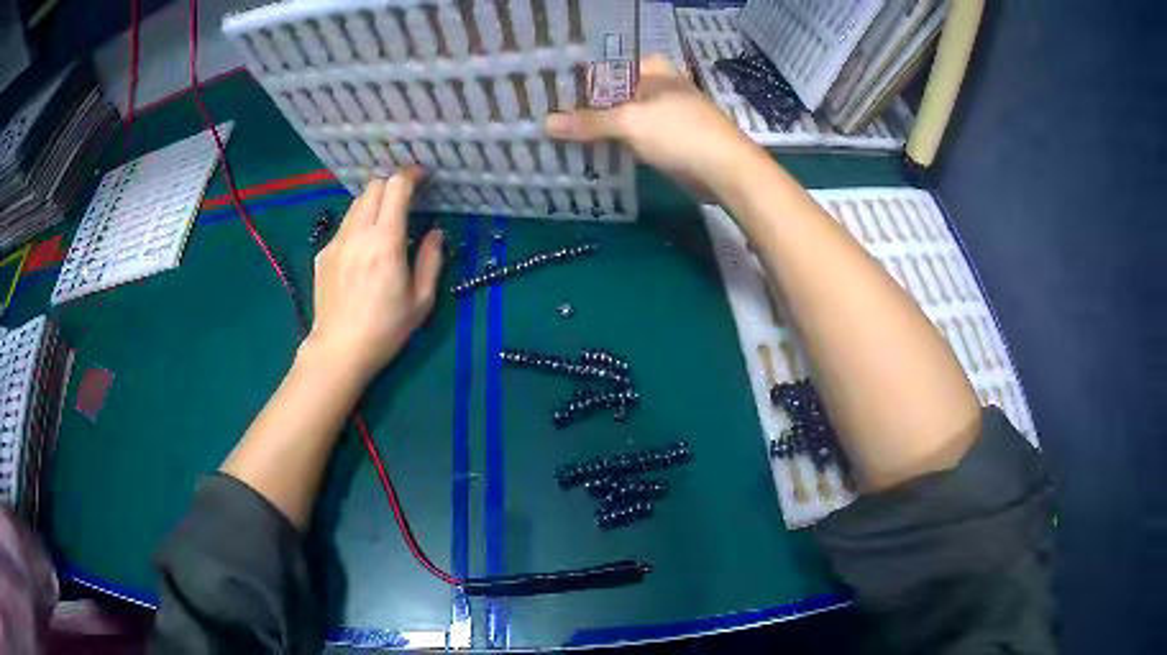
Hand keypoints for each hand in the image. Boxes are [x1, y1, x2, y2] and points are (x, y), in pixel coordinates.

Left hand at [304, 168, 442, 382]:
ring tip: (385, 220)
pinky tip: (363, 249)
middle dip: (392, 184)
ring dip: (374, 202)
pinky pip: (344, 227)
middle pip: (372, 187)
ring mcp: (336, 242)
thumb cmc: (386, 329)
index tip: (423, 176)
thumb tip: (434, 233)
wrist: (339, 350)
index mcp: (385, 241)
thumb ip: (431, 260)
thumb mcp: (421, 299)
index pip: (396, 187)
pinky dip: (358, 225)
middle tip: (407, 197)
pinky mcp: (323, 254)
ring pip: (355, 204)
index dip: (411, 175)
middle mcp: (357, 233)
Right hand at [545, 55, 764, 197]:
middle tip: (545, 115)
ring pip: (620, 116)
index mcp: (652, 68)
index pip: (604, 67)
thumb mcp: (629, 122)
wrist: (727, 171)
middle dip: (582, 106)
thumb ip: (587, 122)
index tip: (545, 93)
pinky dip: (613, 142)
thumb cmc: (680, 133)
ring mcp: (663, 113)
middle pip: (611, 92)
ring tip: (557, 134)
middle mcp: (657, 85)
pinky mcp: (667, 138)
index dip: (576, 79)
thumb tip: (545, 124)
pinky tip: (587, 152)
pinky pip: (631, 136)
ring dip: (596, 127)